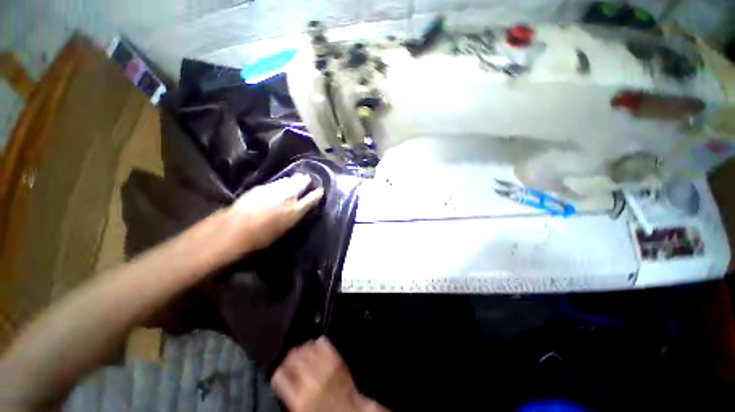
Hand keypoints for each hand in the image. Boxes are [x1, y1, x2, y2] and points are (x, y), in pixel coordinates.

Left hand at [228, 174, 323, 252]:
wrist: (236, 228)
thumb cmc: (262, 237)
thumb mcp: (285, 229)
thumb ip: (295, 216)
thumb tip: (300, 209)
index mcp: (296, 210)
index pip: (313, 197)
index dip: (317, 193)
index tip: (320, 191)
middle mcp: (288, 196)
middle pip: (302, 182)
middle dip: (306, 181)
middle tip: (308, 180)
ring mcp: (275, 189)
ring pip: (290, 179)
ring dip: (294, 180)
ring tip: (297, 179)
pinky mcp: (263, 186)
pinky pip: (277, 182)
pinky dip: (282, 182)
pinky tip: (281, 184)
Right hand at [272, 337, 388, 411]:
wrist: (349, 410)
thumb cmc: (324, 410)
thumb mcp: (300, 408)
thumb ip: (289, 393)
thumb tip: (282, 379)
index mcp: (298, 398)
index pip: (280, 375)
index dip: (278, 371)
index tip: (280, 369)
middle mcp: (310, 381)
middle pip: (293, 358)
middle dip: (290, 356)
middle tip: (290, 357)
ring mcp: (324, 368)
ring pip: (308, 348)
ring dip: (304, 348)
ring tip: (303, 349)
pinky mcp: (336, 360)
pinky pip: (324, 344)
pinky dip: (319, 342)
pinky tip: (317, 343)